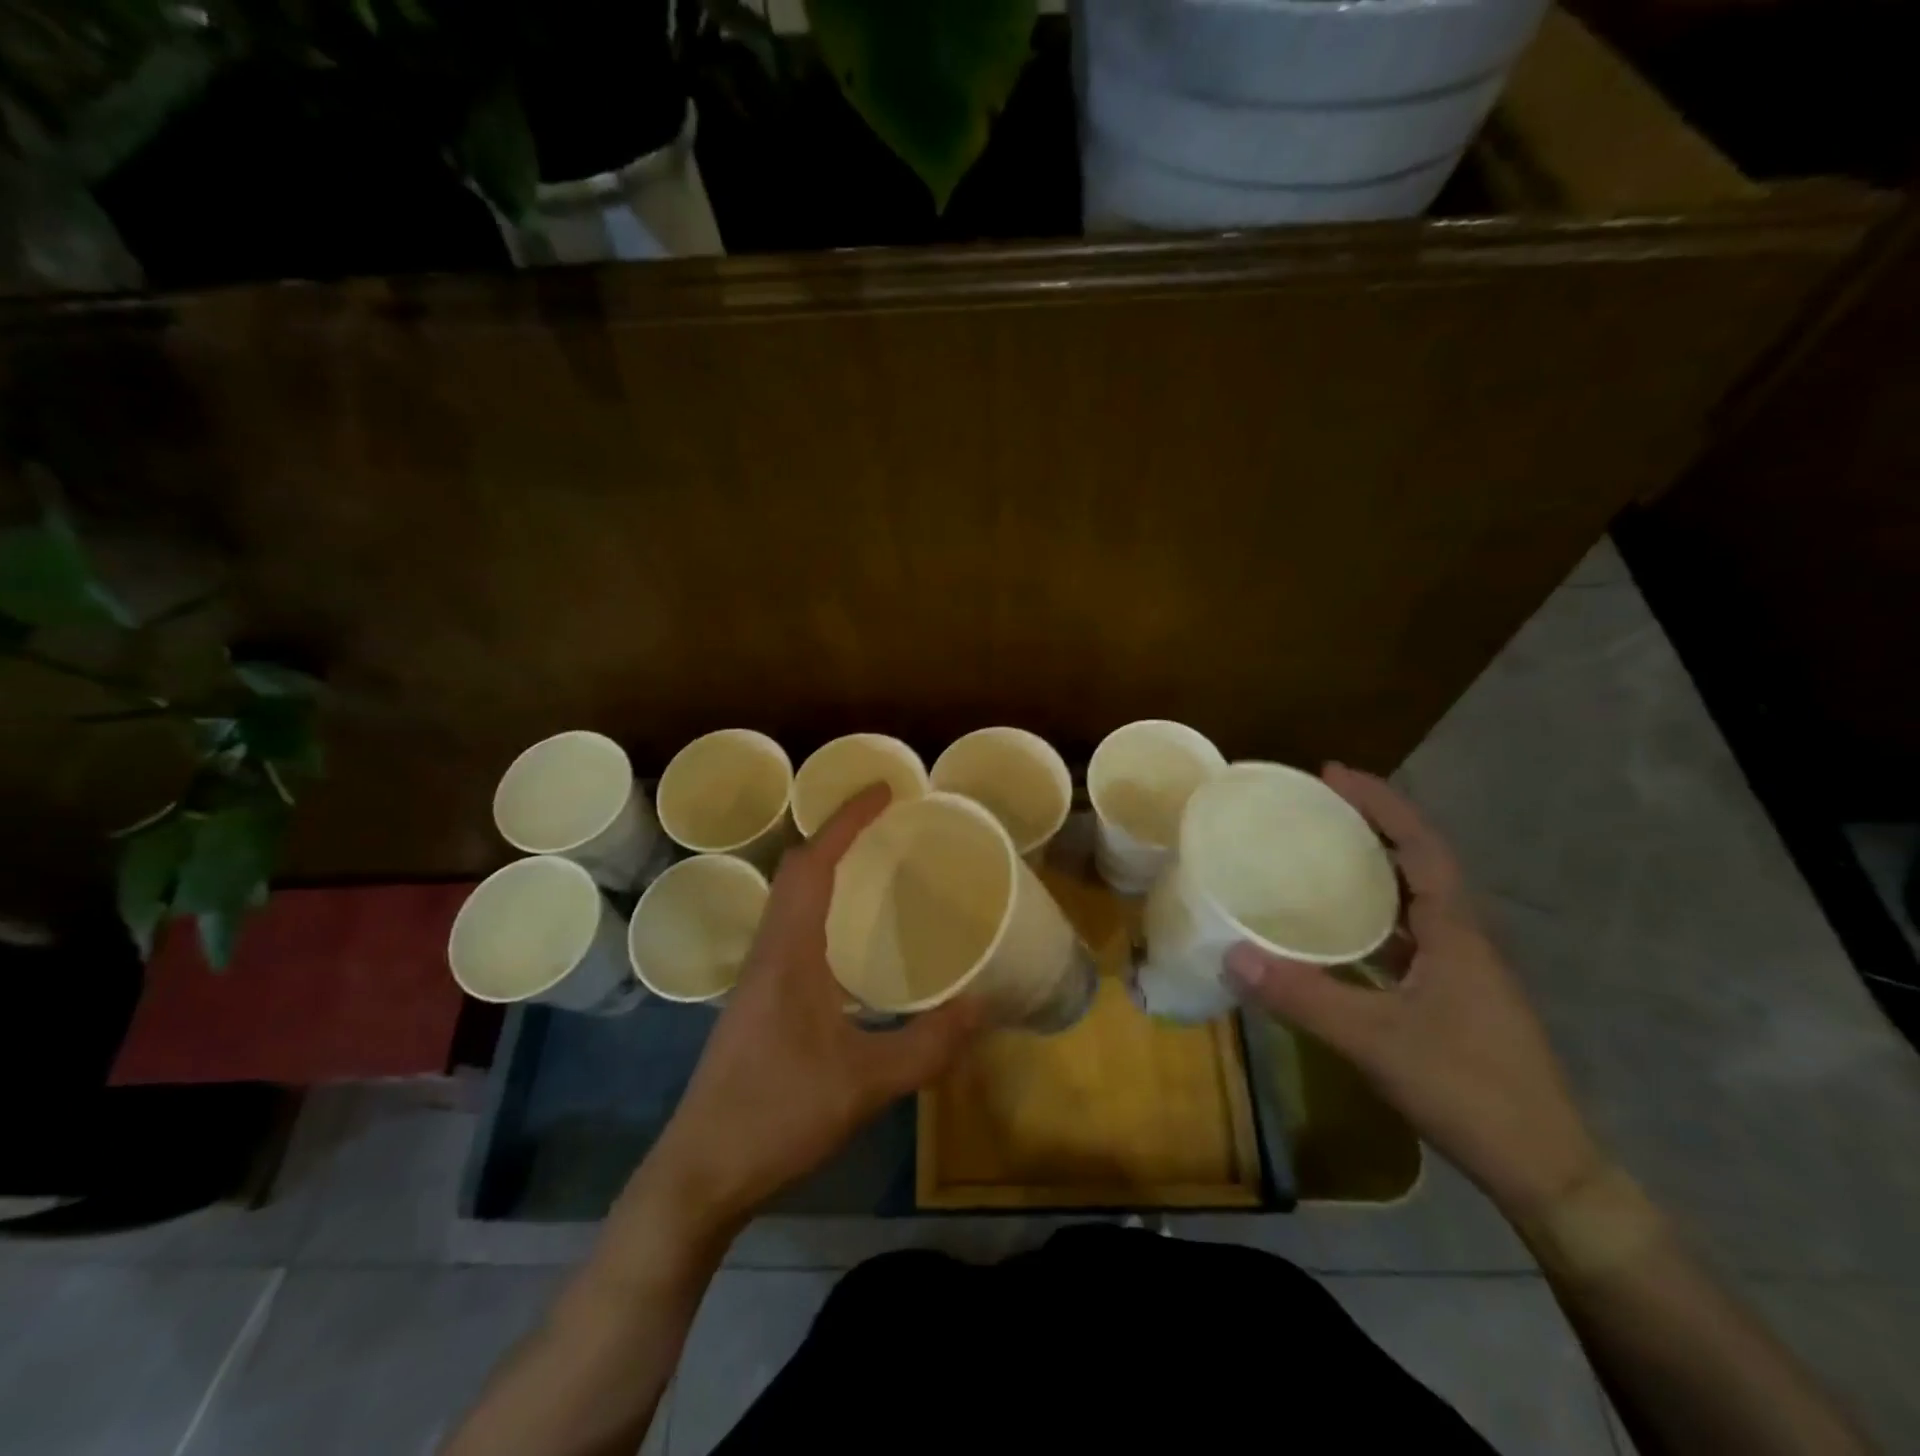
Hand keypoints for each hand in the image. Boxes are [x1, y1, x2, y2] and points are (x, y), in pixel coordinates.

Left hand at [637, 785, 981, 1236]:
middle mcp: (768, 951)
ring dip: (828, 871)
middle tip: (888, 826)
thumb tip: (984, 1005)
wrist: (700, 1174)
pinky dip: (823, 909)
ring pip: (791, 900)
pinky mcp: (760, 1002)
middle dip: (838, 835)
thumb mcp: (865, 1083)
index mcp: (788, 952)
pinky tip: (853, 942)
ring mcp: (758, 977)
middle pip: (797, 871)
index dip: (847, 820)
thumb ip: (928, 1045)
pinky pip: (792, 930)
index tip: (884, 791)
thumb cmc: (776, 1116)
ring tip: (876, 869)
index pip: (813, 863)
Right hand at [1226, 764, 1606, 1222]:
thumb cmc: (1468, 1089)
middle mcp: (1462, 938)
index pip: (1421, 845)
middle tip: (1314, 808)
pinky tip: (1335, 932)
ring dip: (1372, 869)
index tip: (1333, 774)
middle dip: (1371, 826)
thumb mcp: (1375, 1041)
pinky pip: (1406, 936)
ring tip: (1318, 855)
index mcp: (1455, 931)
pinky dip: (1371, 917)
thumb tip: (1231, 956)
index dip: (1381, 803)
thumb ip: (1303, 997)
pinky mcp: (1453, 997)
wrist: (1545, 1169)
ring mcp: (1461, 969)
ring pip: (1412, 900)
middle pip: (1418, 862)